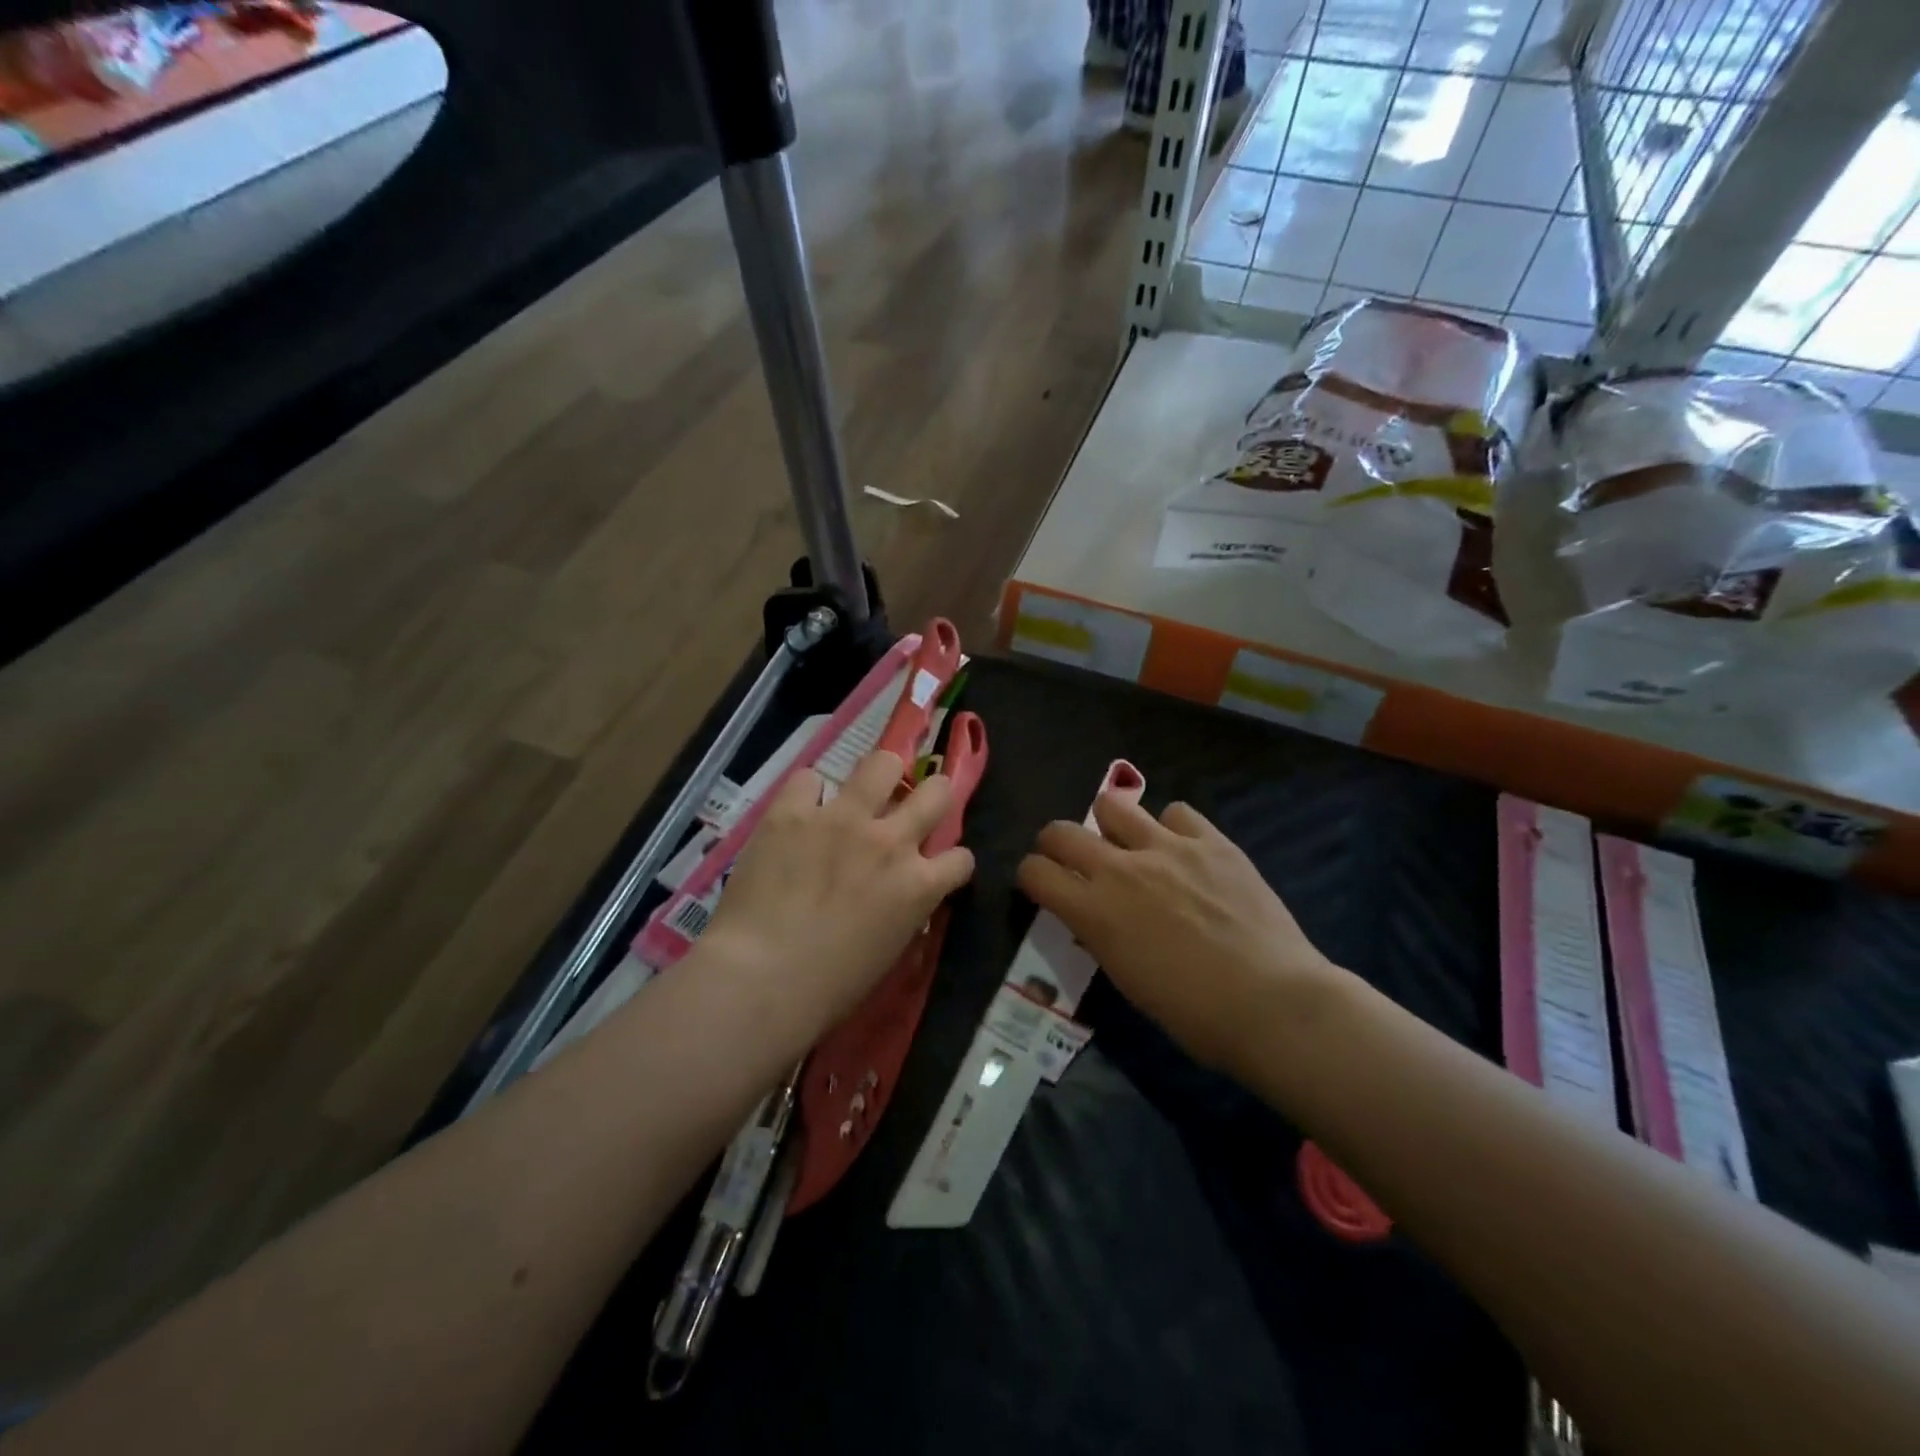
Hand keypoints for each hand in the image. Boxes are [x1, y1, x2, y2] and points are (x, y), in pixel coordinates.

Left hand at [702, 751, 975, 1039]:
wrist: (761, 979)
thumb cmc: (829, 987)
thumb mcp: (888, 952)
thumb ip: (903, 912)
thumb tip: (899, 896)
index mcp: (919, 886)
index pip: (961, 858)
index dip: (951, 861)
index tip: (937, 867)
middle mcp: (891, 841)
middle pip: (938, 791)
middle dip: (935, 795)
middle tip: (915, 805)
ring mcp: (842, 819)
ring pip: (882, 763)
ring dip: (881, 774)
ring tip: (868, 786)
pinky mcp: (794, 812)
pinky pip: (809, 779)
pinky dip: (808, 794)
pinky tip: (799, 812)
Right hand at [1016, 795, 1341, 1072]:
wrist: (1273, 1002)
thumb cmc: (1194, 1013)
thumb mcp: (1128, 980)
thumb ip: (1101, 936)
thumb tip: (1092, 916)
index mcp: (1094, 911)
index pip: (1035, 872)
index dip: (1031, 876)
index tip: (1043, 886)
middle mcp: (1120, 869)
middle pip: (1061, 831)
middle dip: (1055, 844)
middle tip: (1073, 860)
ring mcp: (1167, 848)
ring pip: (1114, 805)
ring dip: (1110, 824)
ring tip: (1128, 844)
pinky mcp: (1210, 840)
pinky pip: (1177, 812)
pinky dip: (1172, 828)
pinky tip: (1185, 851)